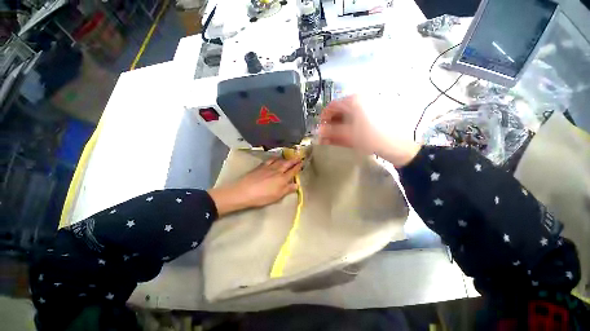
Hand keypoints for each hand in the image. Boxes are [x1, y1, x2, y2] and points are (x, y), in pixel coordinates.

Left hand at [208, 158, 302, 216]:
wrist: (244, 191)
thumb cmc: (262, 197)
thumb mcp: (277, 196)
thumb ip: (287, 189)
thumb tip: (297, 185)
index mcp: (282, 179)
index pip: (292, 171)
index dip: (298, 166)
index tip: (302, 162)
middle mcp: (277, 171)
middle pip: (287, 164)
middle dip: (294, 160)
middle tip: (299, 156)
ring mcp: (269, 167)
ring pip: (279, 160)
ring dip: (285, 158)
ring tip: (289, 157)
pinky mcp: (261, 166)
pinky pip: (270, 160)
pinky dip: (275, 158)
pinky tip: (276, 157)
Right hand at [318, 94, 420, 166]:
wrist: (396, 146)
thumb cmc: (370, 137)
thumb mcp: (348, 134)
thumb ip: (331, 131)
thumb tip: (319, 130)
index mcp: (354, 100)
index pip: (332, 106)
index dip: (324, 118)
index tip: (320, 129)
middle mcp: (360, 101)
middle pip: (339, 112)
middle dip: (331, 125)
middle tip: (326, 137)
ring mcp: (367, 109)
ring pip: (346, 118)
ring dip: (337, 128)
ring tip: (332, 140)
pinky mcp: (371, 118)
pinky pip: (354, 122)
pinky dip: (346, 130)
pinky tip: (342, 139)